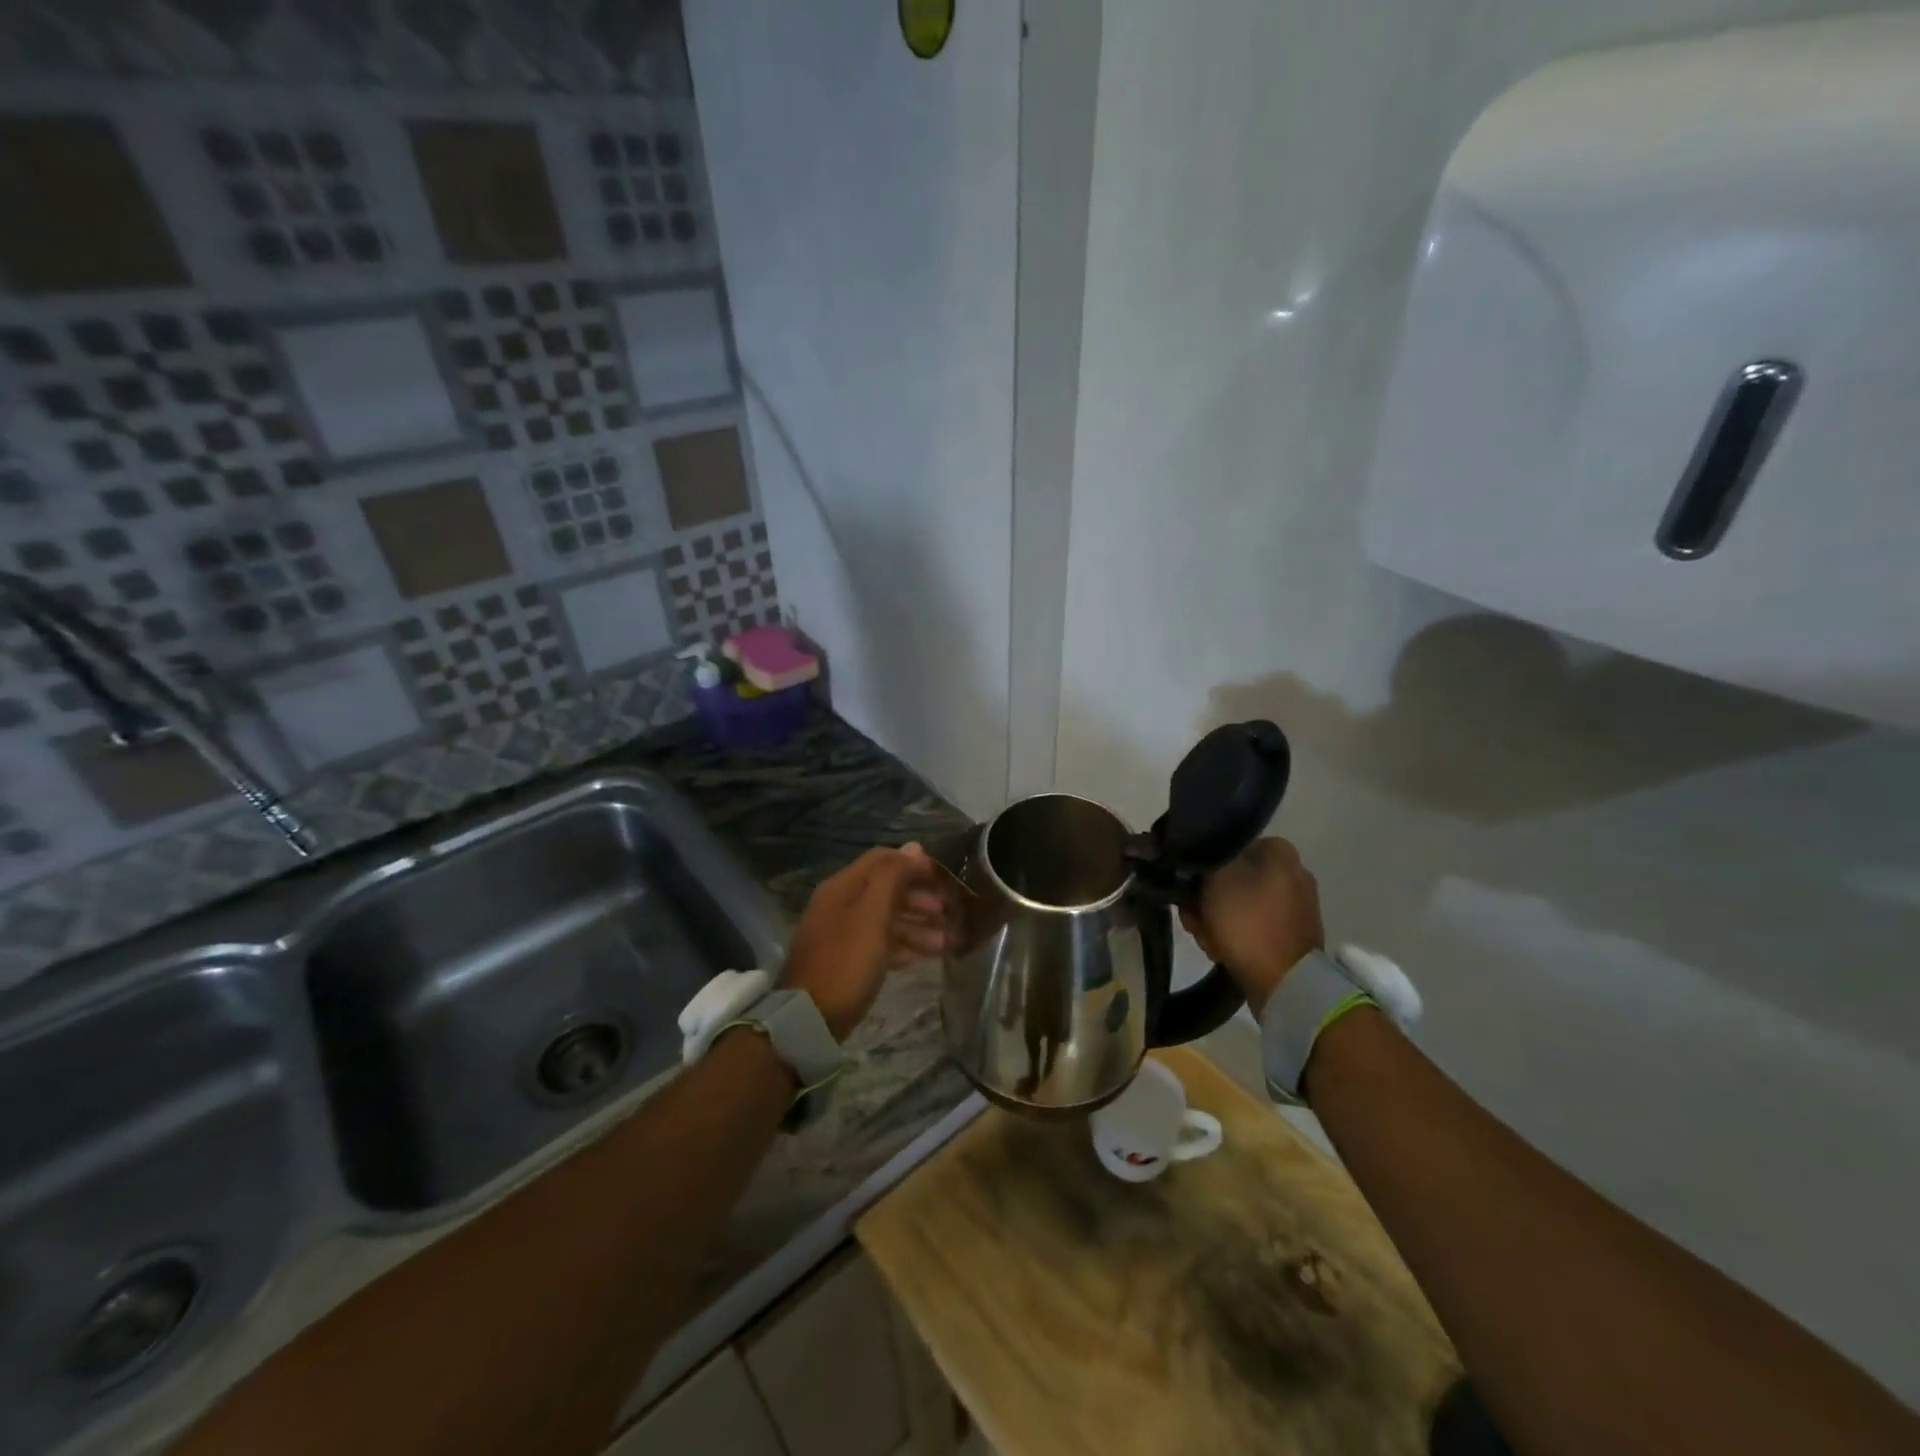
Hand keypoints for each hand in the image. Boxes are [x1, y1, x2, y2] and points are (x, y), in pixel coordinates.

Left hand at [780, 844, 949, 1040]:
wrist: (809, 1020)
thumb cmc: (846, 962)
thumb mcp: (872, 915)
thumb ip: (893, 878)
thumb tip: (914, 847)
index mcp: (843, 887)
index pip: (882, 860)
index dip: (914, 864)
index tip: (943, 877)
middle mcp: (841, 904)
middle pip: (886, 889)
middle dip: (920, 898)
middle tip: (950, 912)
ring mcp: (842, 934)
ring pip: (886, 918)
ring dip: (917, 925)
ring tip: (947, 941)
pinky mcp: (847, 961)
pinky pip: (880, 943)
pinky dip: (903, 946)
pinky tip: (925, 957)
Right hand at [1179, 836, 1322, 1017]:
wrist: (1286, 982)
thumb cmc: (1248, 921)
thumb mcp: (1215, 877)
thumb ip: (1202, 858)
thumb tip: (1196, 857)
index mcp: (1279, 851)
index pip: (1226, 848)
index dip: (1200, 870)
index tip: (1187, 891)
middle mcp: (1292, 872)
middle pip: (1230, 879)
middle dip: (1206, 900)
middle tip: (1194, 919)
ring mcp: (1295, 906)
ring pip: (1237, 904)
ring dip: (1215, 920)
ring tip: (1207, 940)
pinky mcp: (1292, 934)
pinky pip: (1253, 926)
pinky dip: (1235, 936)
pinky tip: (1221, 950)